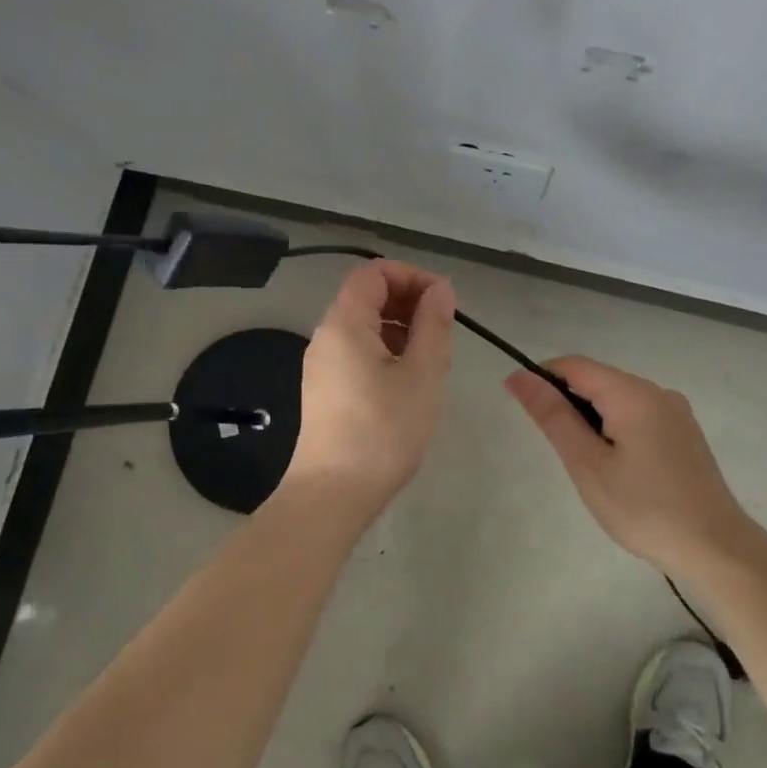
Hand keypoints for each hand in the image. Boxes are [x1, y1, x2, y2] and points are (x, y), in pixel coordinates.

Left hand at [285, 260, 454, 512]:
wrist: (332, 494)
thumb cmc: (383, 431)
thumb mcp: (421, 374)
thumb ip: (433, 325)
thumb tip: (440, 290)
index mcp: (345, 324)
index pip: (374, 272)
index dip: (413, 276)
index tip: (444, 302)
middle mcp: (326, 337)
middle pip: (367, 297)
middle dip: (409, 303)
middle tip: (443, 334)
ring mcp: (322, 366)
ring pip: (365, 328)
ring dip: (401, 331)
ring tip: (430, 363)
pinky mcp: (325, 392)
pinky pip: (358, 354)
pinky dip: (387, 354)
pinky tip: (408, 386)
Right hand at [505, 356, 752, 573]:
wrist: (715, 548)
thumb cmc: (643, 508)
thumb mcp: (588, 464)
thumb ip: (553, 416)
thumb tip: (519, 377)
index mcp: (632, 393)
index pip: (575, 365)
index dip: (542, 377)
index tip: (522, 407)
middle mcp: (657, 392)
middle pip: (598, 380)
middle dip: (568, 404)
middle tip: (561, 453)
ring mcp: (676, 413)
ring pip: (619, 400)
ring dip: (592, 420)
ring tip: (589, 467)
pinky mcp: (685, 434)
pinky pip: (639, 417)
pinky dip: (616, 430)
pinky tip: (618, 469)